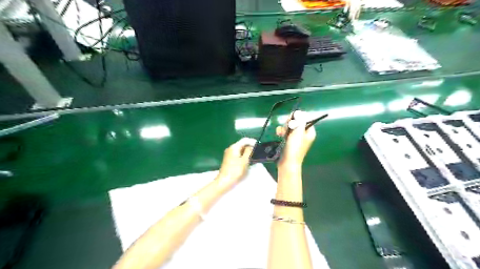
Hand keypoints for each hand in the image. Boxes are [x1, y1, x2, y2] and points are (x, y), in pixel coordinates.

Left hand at [218, 137, 256, 184]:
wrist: (224, 181)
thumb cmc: (235, 171)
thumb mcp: (244, 161)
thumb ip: (249, 151)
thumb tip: (251, 146)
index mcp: (234, 147)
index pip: (245, 140)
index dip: (252, 141)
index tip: (259, 145)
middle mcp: (230, 148)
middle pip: (242, 144)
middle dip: (250, 146)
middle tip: (257, 151)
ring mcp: (229, 154)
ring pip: (240, 149)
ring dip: (247, 151)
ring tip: (254, 156)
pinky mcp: (229, 159)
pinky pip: (238, 154)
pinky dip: (243, 155)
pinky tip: (247, 160)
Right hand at [276, 110, 317, 169]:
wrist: (287, 162)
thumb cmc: (295, 147)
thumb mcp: (298, 132)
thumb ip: (300, 121)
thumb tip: (300, 112)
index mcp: (309, 132)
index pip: (305, 119)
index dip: (297, 117)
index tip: (291, 119)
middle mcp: (304, 134)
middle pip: (296, 122)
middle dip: (289, 123)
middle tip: (286, 127)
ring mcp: (296, 138)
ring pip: (289, 127)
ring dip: (284, 128)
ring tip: (281, 133)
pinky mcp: (288, 141)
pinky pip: (285, 133)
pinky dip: (282, 132)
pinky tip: (278, 134)